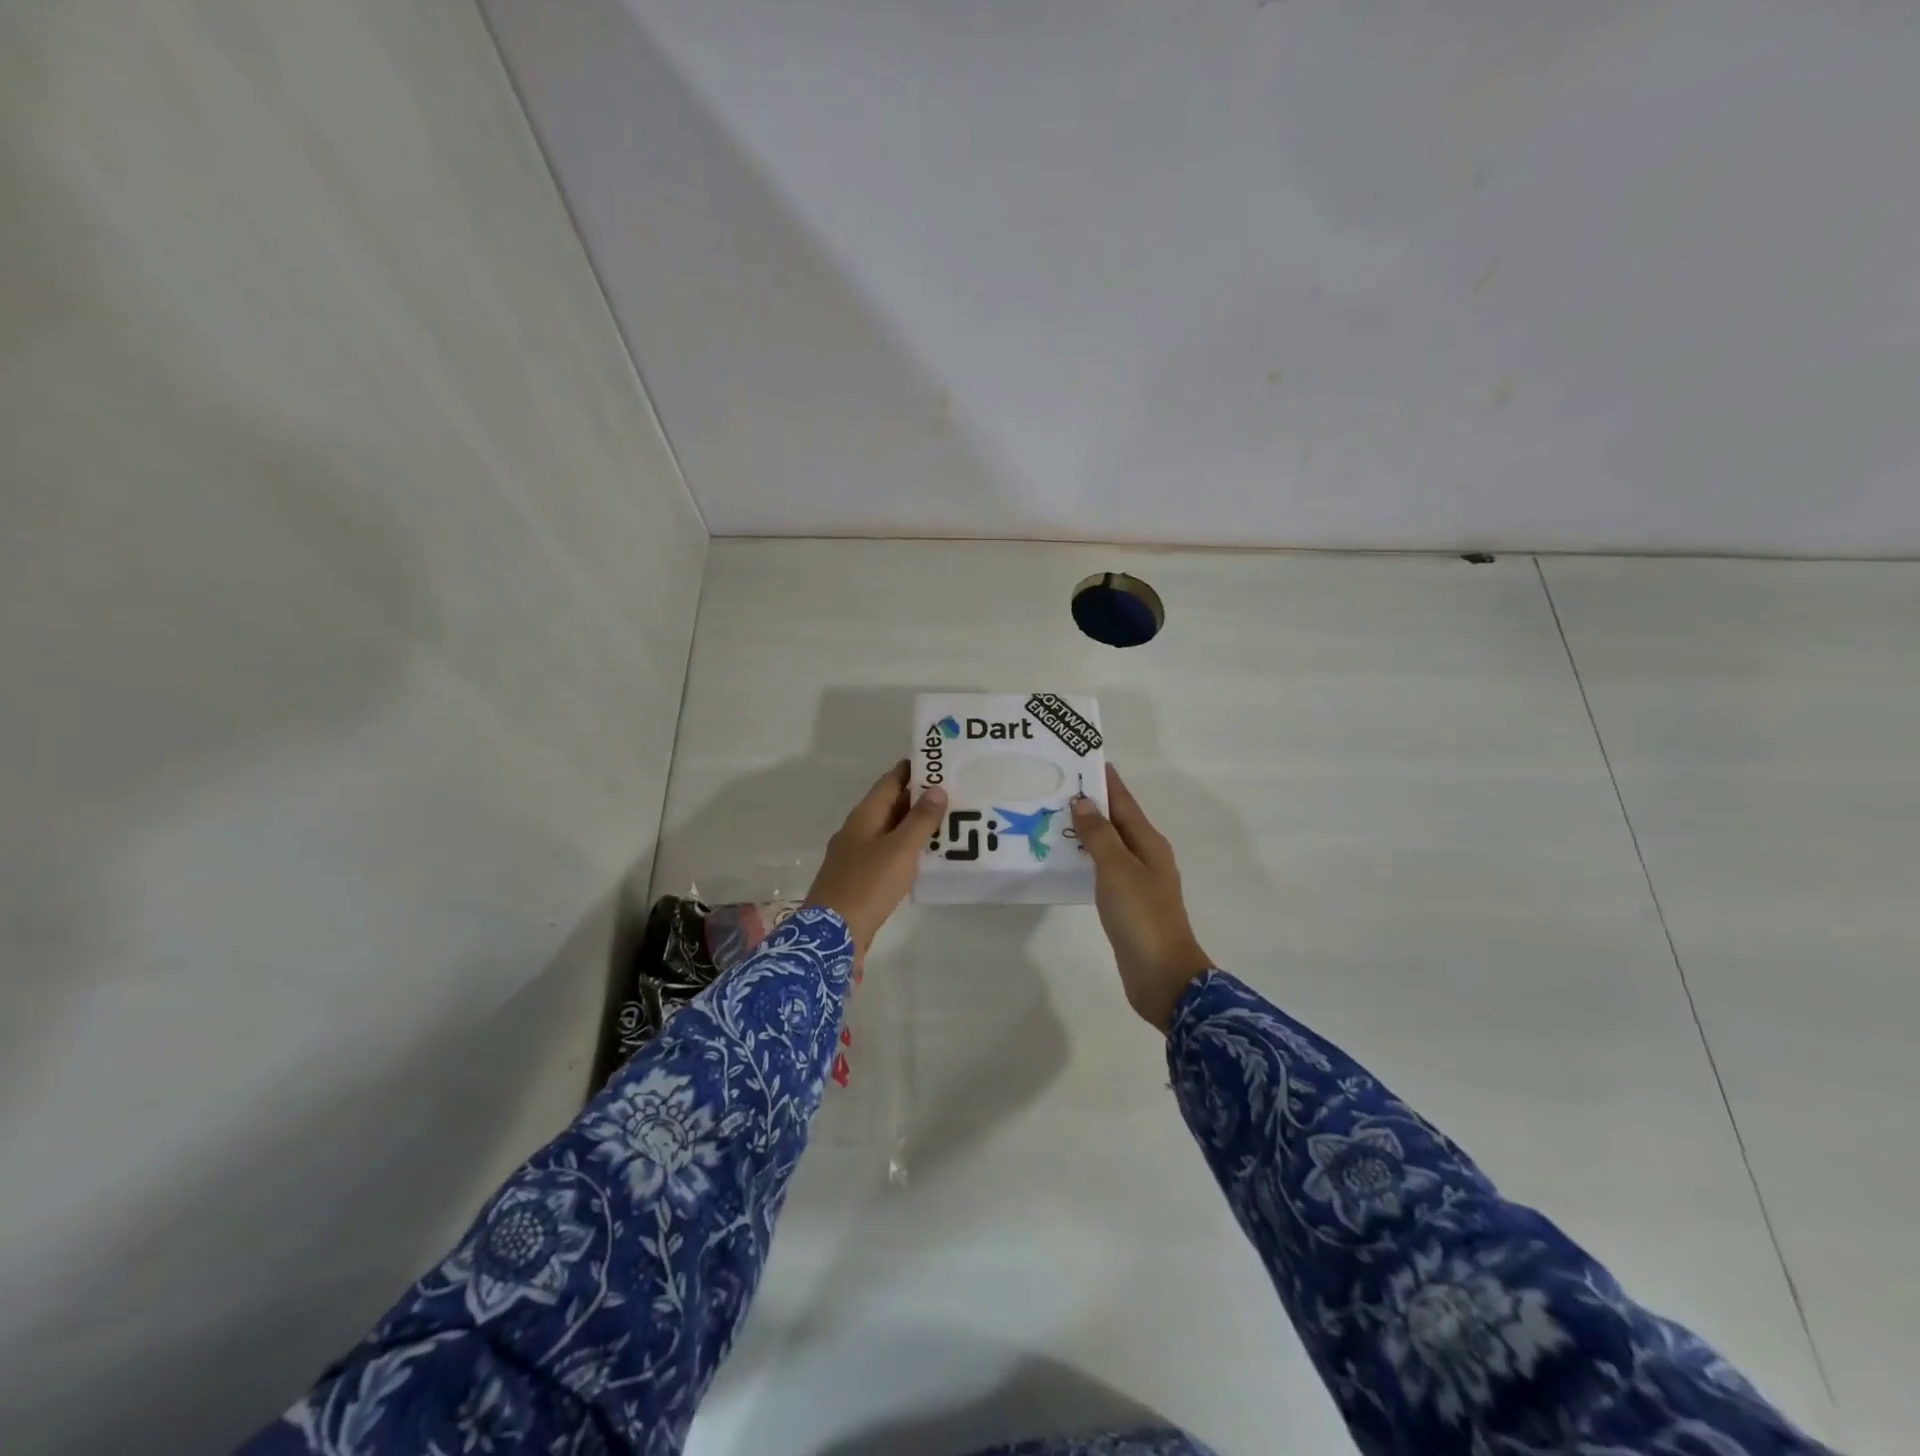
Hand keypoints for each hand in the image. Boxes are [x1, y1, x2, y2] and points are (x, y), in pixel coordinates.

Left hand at [805, 761, 946, 967]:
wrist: (832, 935)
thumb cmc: (867, 885)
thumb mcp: (900, 849)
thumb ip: (920, 819)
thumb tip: (937, 788)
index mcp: (863, 817)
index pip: (889, 782)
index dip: (911, 770)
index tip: (938, 761)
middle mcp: (857, 831)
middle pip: (889, 806)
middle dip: (918, 797)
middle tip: (953, 792)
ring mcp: (856, 856)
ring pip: (889, 831)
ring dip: (914, 825)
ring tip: (947, 822)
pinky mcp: (860, 880)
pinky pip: (887, 854)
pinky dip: (907, 849)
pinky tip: (926, 857)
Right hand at [1071, 765, 1213, 1032]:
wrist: (1162, 976)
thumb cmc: (1141, 917)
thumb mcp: (1117, 870)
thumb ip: (1099, 835)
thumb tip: (1083, 801)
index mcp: (1149, 843)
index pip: (1124, 802)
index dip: (1106, 781)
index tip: (1083, 758)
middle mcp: (1147, 857)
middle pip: (1118, 820)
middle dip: (1092, 802)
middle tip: (1057, 785)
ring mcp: (1138, 882)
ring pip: (1110, 845)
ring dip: (1088, 830)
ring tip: (1055, 816)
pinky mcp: (1128, 904)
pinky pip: (1104, 869)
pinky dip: (1087, 857)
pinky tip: (1068, 859)